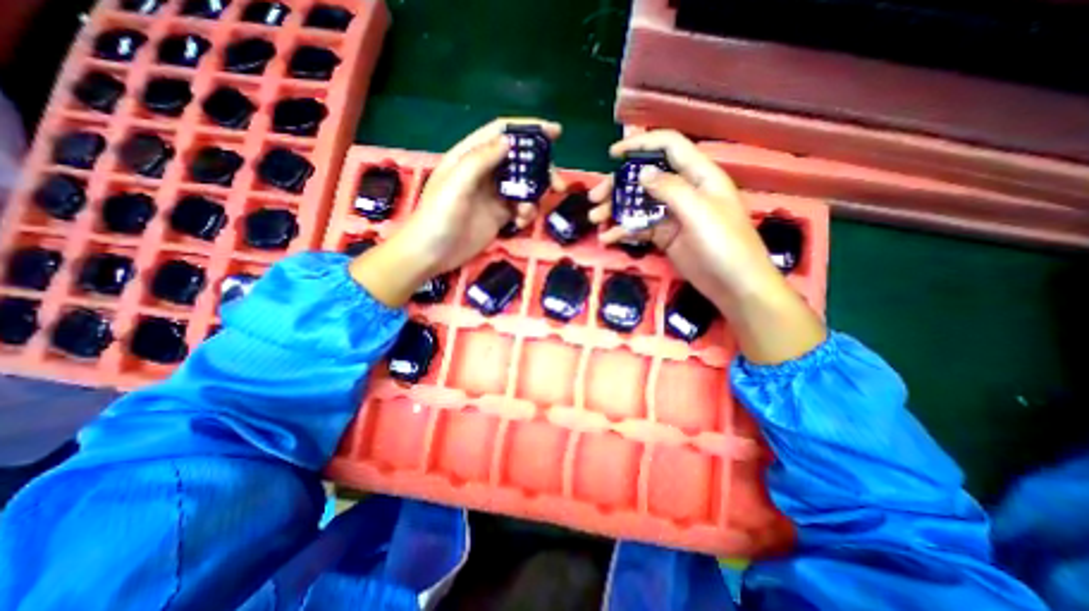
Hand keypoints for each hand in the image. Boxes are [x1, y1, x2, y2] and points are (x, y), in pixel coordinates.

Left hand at [354, 116, 566, 307]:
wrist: (432, 254)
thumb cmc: (438, 216)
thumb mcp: (456, 184)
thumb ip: (480, 160)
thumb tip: (508, 141)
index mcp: (470, 156)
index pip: (501, 134)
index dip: (528, 129)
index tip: (555, 132)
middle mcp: (484, 172)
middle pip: (519, 160)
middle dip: (540, 169)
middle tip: (557, 184)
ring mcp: (493, 195)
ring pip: (523, 186)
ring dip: (534, 196)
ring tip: (529, 211)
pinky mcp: (499, 215)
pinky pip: (521, 207)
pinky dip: (527, 213)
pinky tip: (521, 222)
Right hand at [588, 130, 782, 310]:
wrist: (734, 285)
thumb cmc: (724, 244)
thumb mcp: (699, 212)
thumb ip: (671, 189)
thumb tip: (642, 172)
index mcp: (698, 176)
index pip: (669, 147)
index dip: (641, 145)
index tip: (613, 154)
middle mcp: (683, 191)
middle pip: (646, 178)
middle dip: (618, 185)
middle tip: (595, 198)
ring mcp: (672, 215)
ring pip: (639, 204)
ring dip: (616, 209)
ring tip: (596, 220)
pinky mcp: (665, 236)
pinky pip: (640, 228)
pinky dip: (623, 231)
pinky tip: (608, 238)